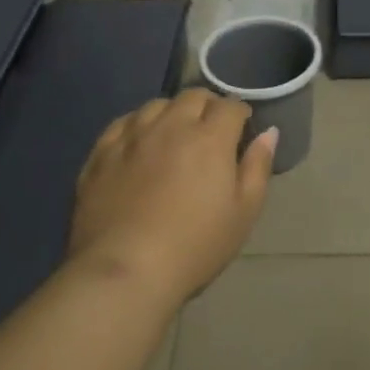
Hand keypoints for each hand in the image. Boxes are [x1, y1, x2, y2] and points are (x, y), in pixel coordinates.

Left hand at [67, 89, 275, 303]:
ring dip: (171, 112)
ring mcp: (132, 136)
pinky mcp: (101, 153)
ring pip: (155, 105)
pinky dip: (136, 125)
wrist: (124, 272)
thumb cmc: (194, 247)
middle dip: (207, 106)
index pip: (230, 106)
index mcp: (210, 138)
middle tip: (210, 130)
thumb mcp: (243, 213)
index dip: (240, 114)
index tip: (242, 130)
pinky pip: (122, 123)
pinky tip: (138, 142)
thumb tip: (269, 132)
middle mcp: (171, 126)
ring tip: (173, 133)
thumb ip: (258, 167)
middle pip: (193, 96)